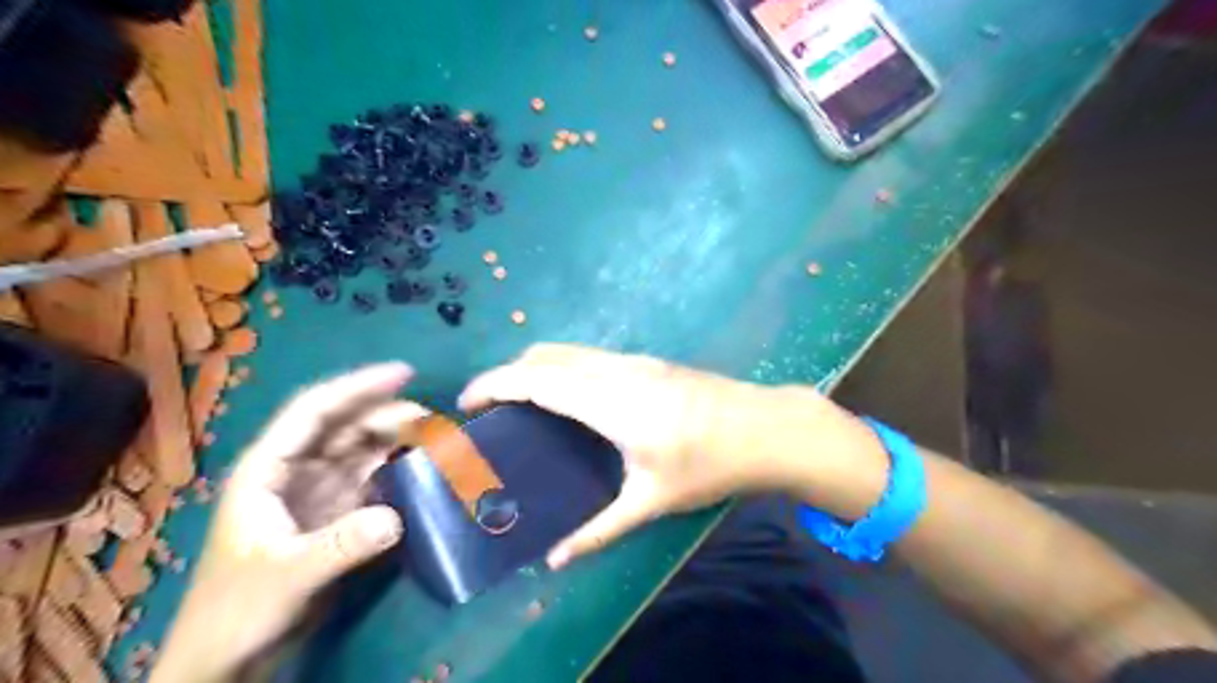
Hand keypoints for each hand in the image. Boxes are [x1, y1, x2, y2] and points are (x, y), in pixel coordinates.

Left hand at [153, 363, 426, 681]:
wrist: (228, 656)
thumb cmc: (237, 610)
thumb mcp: (286, 576)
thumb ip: (340, 546)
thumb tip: (396, 516)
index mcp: (269, 468)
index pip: (315, 411)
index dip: (358, 387)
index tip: (404, 372)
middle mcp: (297, 470)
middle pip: (347, 427)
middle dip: (389, 416)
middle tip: (434, 421)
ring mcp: (319, 491)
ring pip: (364, 451)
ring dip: (398, 442)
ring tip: (436, 442)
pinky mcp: (337, 513)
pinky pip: (373, 479)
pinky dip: (398, 471)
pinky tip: (423, 472)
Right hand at [457, 344, 874, 567]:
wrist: (766, 427)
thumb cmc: (709, 465)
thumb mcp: (652, 500)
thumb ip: (600, 530)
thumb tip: (557, 560)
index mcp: (610, 402)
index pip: (536, 381)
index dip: (495, 385)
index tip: (467, 402)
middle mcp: (616, 371)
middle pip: (545, 355)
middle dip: (508, 372)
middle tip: (490, 406)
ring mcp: (635, 360)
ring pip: (569, 351)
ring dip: (536, 366)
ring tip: (520, 400)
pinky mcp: (649, 361)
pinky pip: (590, 355)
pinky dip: (562, 366)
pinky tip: (568, 396)